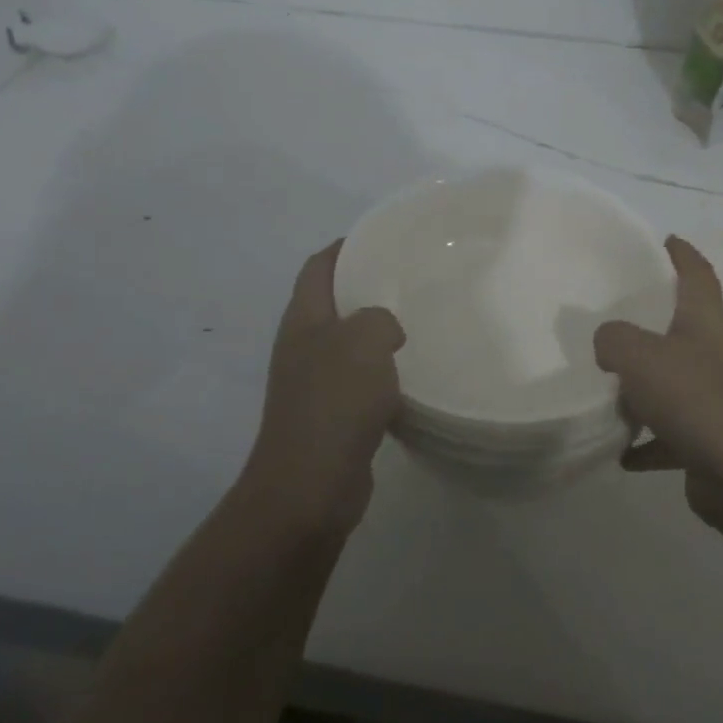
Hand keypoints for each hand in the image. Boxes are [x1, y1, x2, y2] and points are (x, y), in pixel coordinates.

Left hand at [248, 241, 405, 533]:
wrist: (310, 485)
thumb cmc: (334, 403)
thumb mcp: (364, 341)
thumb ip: (379, 319)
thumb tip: (385, 331)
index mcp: (303, 320)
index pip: (318, 267)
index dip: (344, 247)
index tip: (381, 237)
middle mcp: (303, 347)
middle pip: (332, 303)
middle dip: (366, 288)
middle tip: (411, 281)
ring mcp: (313, 384)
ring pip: (348, 345)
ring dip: (377, 334)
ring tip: (420, 324)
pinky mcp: (331, 417)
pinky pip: (359, 382)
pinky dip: (382, 374)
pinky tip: (412, 377)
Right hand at [594, 236, 722, 531]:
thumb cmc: (699, 401)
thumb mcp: (641, 357)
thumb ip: (614, 340)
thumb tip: (608, 343)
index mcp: (707, 323)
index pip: (698, 274)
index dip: (682, 254)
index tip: (666, 240)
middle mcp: (718, 355)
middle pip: (684, 329)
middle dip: (651, 325)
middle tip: (613, 321)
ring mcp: (720, 399)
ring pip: (675, 384)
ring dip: (644, 389)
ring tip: (608, 393)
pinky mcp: (715, 440)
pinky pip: (674, 433)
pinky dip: (650, 440)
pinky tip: (623, 453)